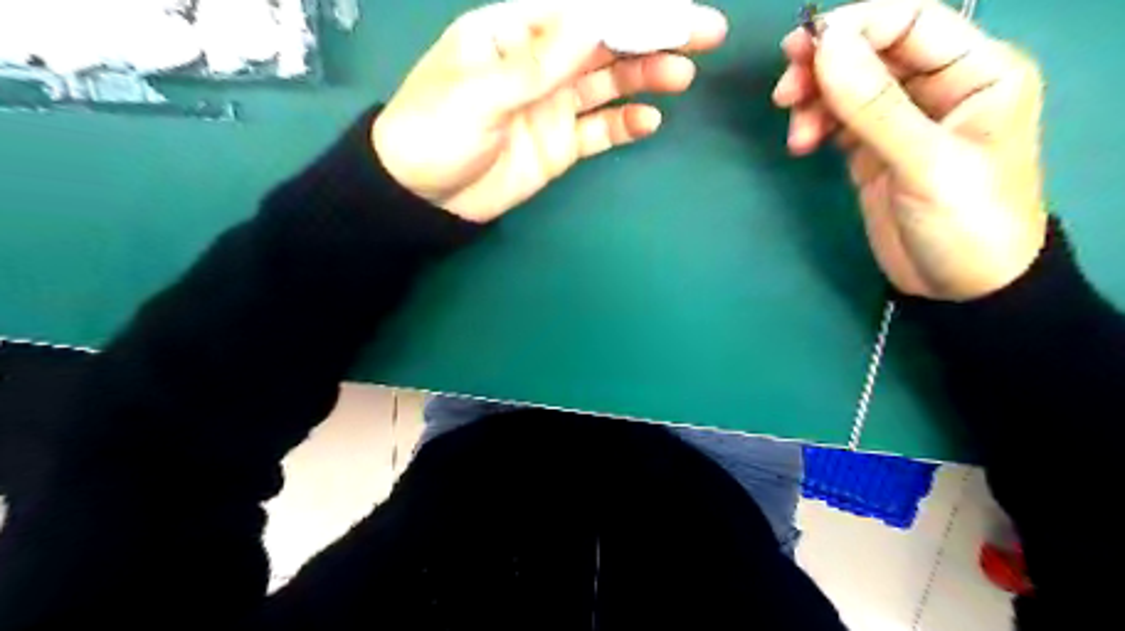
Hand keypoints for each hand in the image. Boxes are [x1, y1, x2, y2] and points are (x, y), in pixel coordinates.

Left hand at [373, 0, 724, 223]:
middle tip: (704, 34)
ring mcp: (553, 105)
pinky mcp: (560, 144)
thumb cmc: (434, 132)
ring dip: (645, 77)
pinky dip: (624, 125)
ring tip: (681, 76)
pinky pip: (599, 130)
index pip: (581, 12)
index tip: (675, 12)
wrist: (423, 198)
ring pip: (608, 85)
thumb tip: (592, 19)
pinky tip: (648, 121)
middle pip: (604, 44)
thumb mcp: (478, 93)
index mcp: (515, 33)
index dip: (630, 9)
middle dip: (653, 36)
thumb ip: (537, 63)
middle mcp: (541, 63)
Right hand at [776, 0, 1044, 300]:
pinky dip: (815, 125)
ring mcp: (901, 120)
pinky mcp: (874, 150)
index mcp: (975, 71)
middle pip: (872, 51)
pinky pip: (838, 121)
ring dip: (814, 101)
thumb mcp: (925, 162)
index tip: (803, 51)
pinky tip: (803, 144)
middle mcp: (938, 87)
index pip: (911, 21)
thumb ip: (875, 105)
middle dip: (825, 67)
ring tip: (797, 135)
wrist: (961, 287)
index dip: (855, 27)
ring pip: (848, 86)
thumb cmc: (966, 221)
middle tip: (785, 93)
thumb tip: (827, 47)